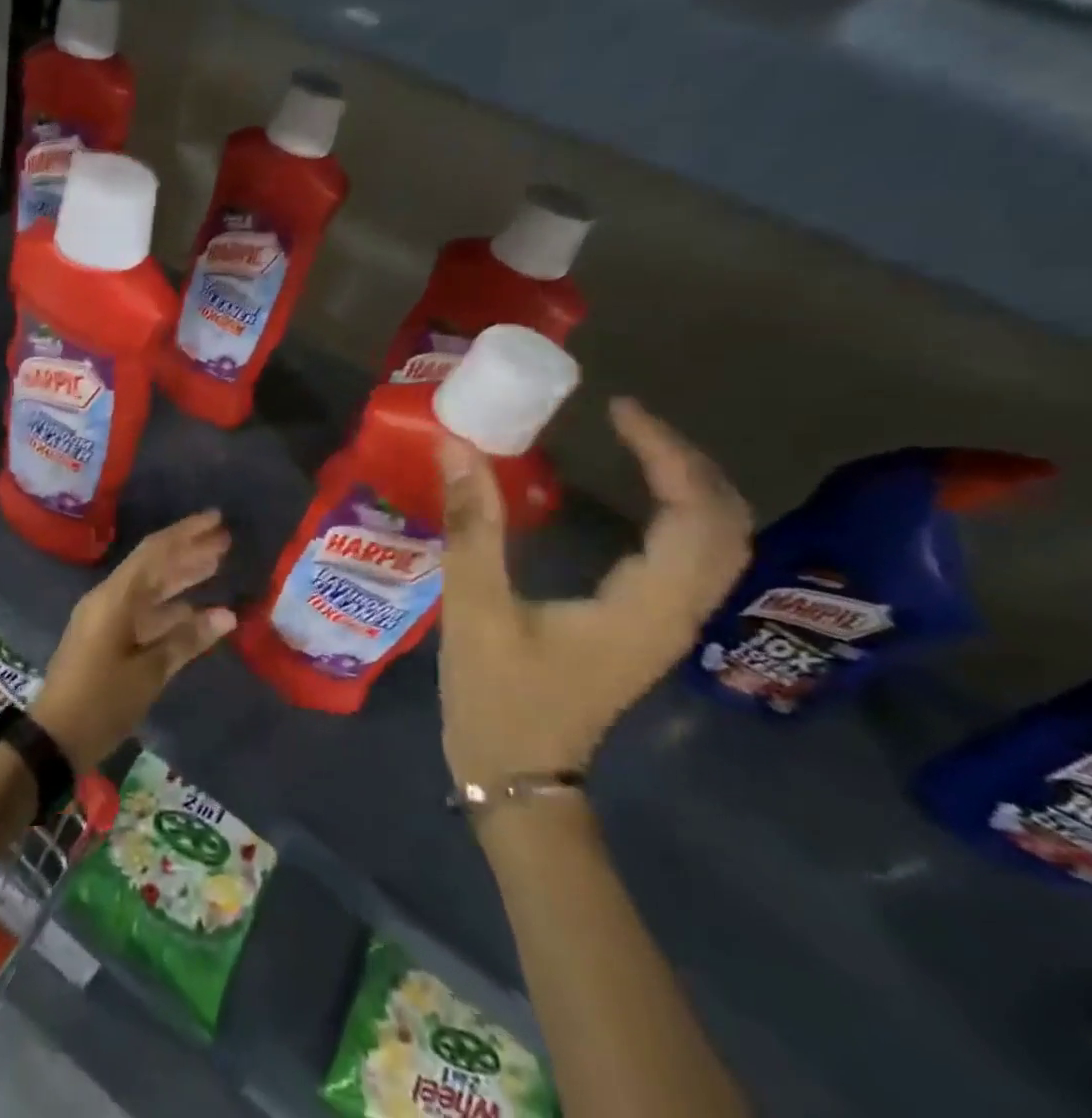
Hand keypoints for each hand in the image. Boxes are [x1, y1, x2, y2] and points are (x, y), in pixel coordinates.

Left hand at [30, 511, 236, 770]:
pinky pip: (144, 611)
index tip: (216, 519)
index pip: (155, 552)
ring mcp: (106, 617)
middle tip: (226, 541)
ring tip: (218, 565)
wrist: (55, 738)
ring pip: (151, 588)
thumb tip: (227, 615)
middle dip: (189, 551)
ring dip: (182, 576)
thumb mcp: (149, 673)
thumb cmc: (102, 703)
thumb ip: (187, 640)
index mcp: (115, 598)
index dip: (187, 533)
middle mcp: (109, 598)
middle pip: (154, 565)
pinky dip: (171, 608)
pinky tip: (198, 610)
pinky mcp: (107, 636)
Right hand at [438, 398, 751, 793]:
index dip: (666, 453)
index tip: (618, 409)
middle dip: (687, 460)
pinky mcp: (647, 629)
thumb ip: (471, 526)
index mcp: (646, 607)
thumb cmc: (498, 696)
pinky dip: (678, 514)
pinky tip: (638, 499)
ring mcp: (667, 624)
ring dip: (690, 486)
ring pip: (717, 543)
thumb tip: (459, 448)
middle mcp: (675, 612)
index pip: (695, 514)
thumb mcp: (475, 608)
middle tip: (630, 420)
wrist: (518, 776)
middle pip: (726, 524)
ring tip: (638, 445)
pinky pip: (691, 559)